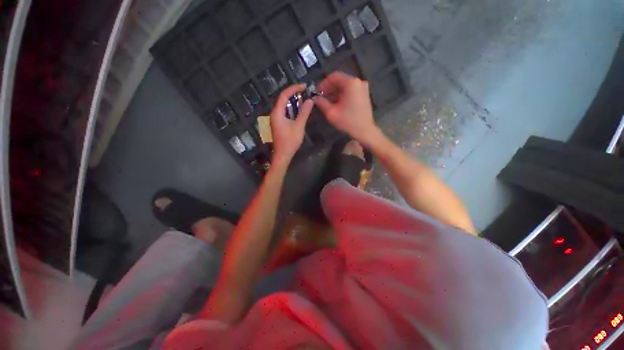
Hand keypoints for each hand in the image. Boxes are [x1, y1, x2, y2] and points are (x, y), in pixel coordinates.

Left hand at [270, 84, 313, 165]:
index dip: (294, 88)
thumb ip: (304, 113)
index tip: (304, 86)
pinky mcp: (278, 124)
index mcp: (277, 113)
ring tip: (303, 99)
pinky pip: (284, 112)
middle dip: (293, 94)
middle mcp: (274, 114)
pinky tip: (298, 110)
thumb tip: (310, 101)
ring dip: (293, 101)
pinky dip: (291, 109)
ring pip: (284, 106)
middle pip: (283, 99)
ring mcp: (275, 119)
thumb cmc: (290, 141)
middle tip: (305, 92)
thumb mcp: (299, 126)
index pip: (284, 95)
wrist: (283, 155)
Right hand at [313, 72, 380, 144]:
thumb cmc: (348, 121)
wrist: (365, 131)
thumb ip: (321, 103)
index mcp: (351, 83)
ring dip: (335, 92)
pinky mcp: (364, 95)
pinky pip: (350, 91)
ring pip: (345, 86)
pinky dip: (342, 95)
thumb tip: (314, 98)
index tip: (317, 92)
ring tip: (327, 102)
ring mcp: (363, 88)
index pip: (334, 76)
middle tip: (321, 97)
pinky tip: (337, 104)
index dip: (323, 83)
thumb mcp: (331, 112)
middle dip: (329, 88)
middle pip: (340, 80)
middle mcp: (358, 82)